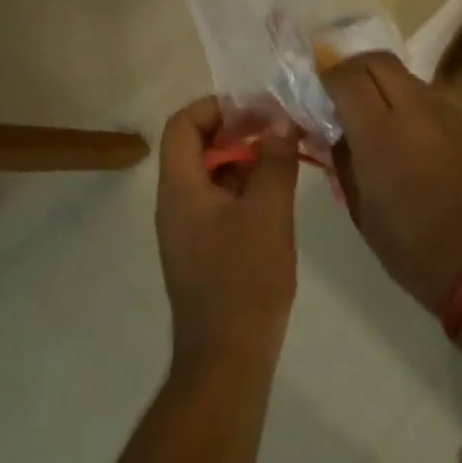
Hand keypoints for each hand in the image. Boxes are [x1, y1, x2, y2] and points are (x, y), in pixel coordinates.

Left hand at [154, 97, 300, 372]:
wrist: (228, 355)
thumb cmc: (245, 278)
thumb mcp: (268, 211)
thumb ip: (274, 160)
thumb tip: (281, 124)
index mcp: (180, 188)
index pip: (184, 124)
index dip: (218, 106)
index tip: (259, 108)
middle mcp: (175, 203)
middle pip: (197, 146)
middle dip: (238, 130)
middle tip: (280, 129)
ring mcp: (188, 229)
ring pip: (212, 175)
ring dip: (245, 159)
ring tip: (286, 156)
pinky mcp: (203, 250)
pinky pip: (220, 203)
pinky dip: (245, 188)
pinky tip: (278, 194)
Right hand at [322, 52, 461, 315]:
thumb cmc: (414, 248)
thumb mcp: (362, 211)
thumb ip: (343, 161)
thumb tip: (332, 131)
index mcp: (381, 133)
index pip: (346, 76)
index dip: (326, 76)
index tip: (315, 91)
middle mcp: (416, 109)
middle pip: (378, 61)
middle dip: (353, 68)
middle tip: (340, 93)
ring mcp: (448, 113)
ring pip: (407, 76)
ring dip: (384, 84)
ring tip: (373, 115)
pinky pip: (431, 98)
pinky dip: (410, 102)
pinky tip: (407, 133)